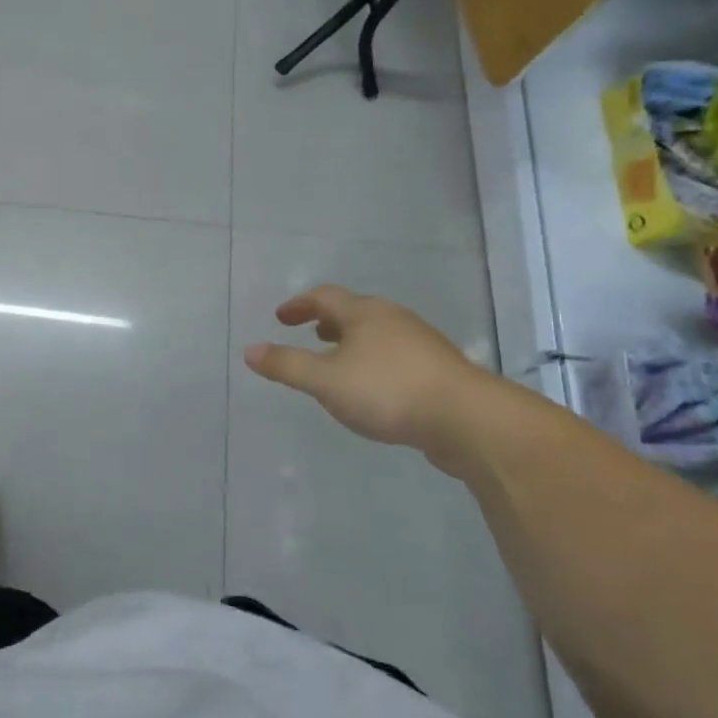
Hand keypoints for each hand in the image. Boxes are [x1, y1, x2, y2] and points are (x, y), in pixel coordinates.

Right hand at [243, 285, 487, 451]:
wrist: (468, 420)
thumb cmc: (387, 391)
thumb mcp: (325, 381)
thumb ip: (286, 365)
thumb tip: (249, 350)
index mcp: (364, 313)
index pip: (324, 297)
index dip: (299, 305)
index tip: (281, 318)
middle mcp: (393, 319)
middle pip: (355, 311)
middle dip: (328, 321)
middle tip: (310, 334)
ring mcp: (421, 343)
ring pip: (378, 334)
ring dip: (353, 342)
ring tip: (339, 362)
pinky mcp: (439, 371)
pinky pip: (396, 356)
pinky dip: (375, 362)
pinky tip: (374, 388)